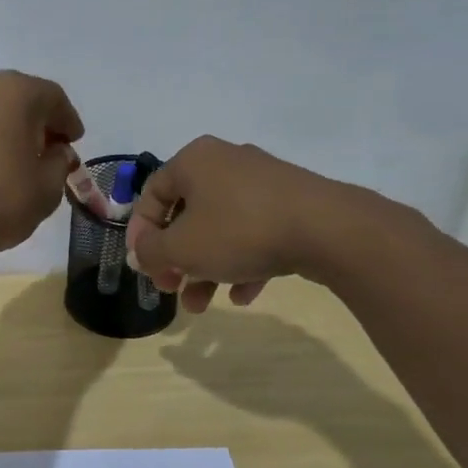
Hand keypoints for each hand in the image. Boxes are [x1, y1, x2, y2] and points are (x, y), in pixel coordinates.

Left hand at [0, 71, 83, 264]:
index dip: (68, 121)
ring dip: (4, 129)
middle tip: (47, 150)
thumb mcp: (47, 188)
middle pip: (17, 98)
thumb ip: (59, 163)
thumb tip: (55, 151)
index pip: (53, 98)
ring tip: (13, 160)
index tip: (74, 142)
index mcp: (14, 91)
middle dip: (36, 122)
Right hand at [125, 136, 331, 312]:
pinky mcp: (292, 203)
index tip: (143, 267)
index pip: (152, 195)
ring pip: (221, 229)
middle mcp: (226, 163)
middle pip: (187, 215)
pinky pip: (255, 233)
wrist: (327, 229)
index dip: (140, 234)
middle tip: (172, 289)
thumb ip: (150, 251)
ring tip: (203, 306)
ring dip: (206, 268)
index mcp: (194, 161)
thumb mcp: (181, 247)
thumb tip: (141, 252)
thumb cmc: (239, 230)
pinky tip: (244, 295)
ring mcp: (262, 182)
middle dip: (176, 260)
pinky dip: (244, 263)